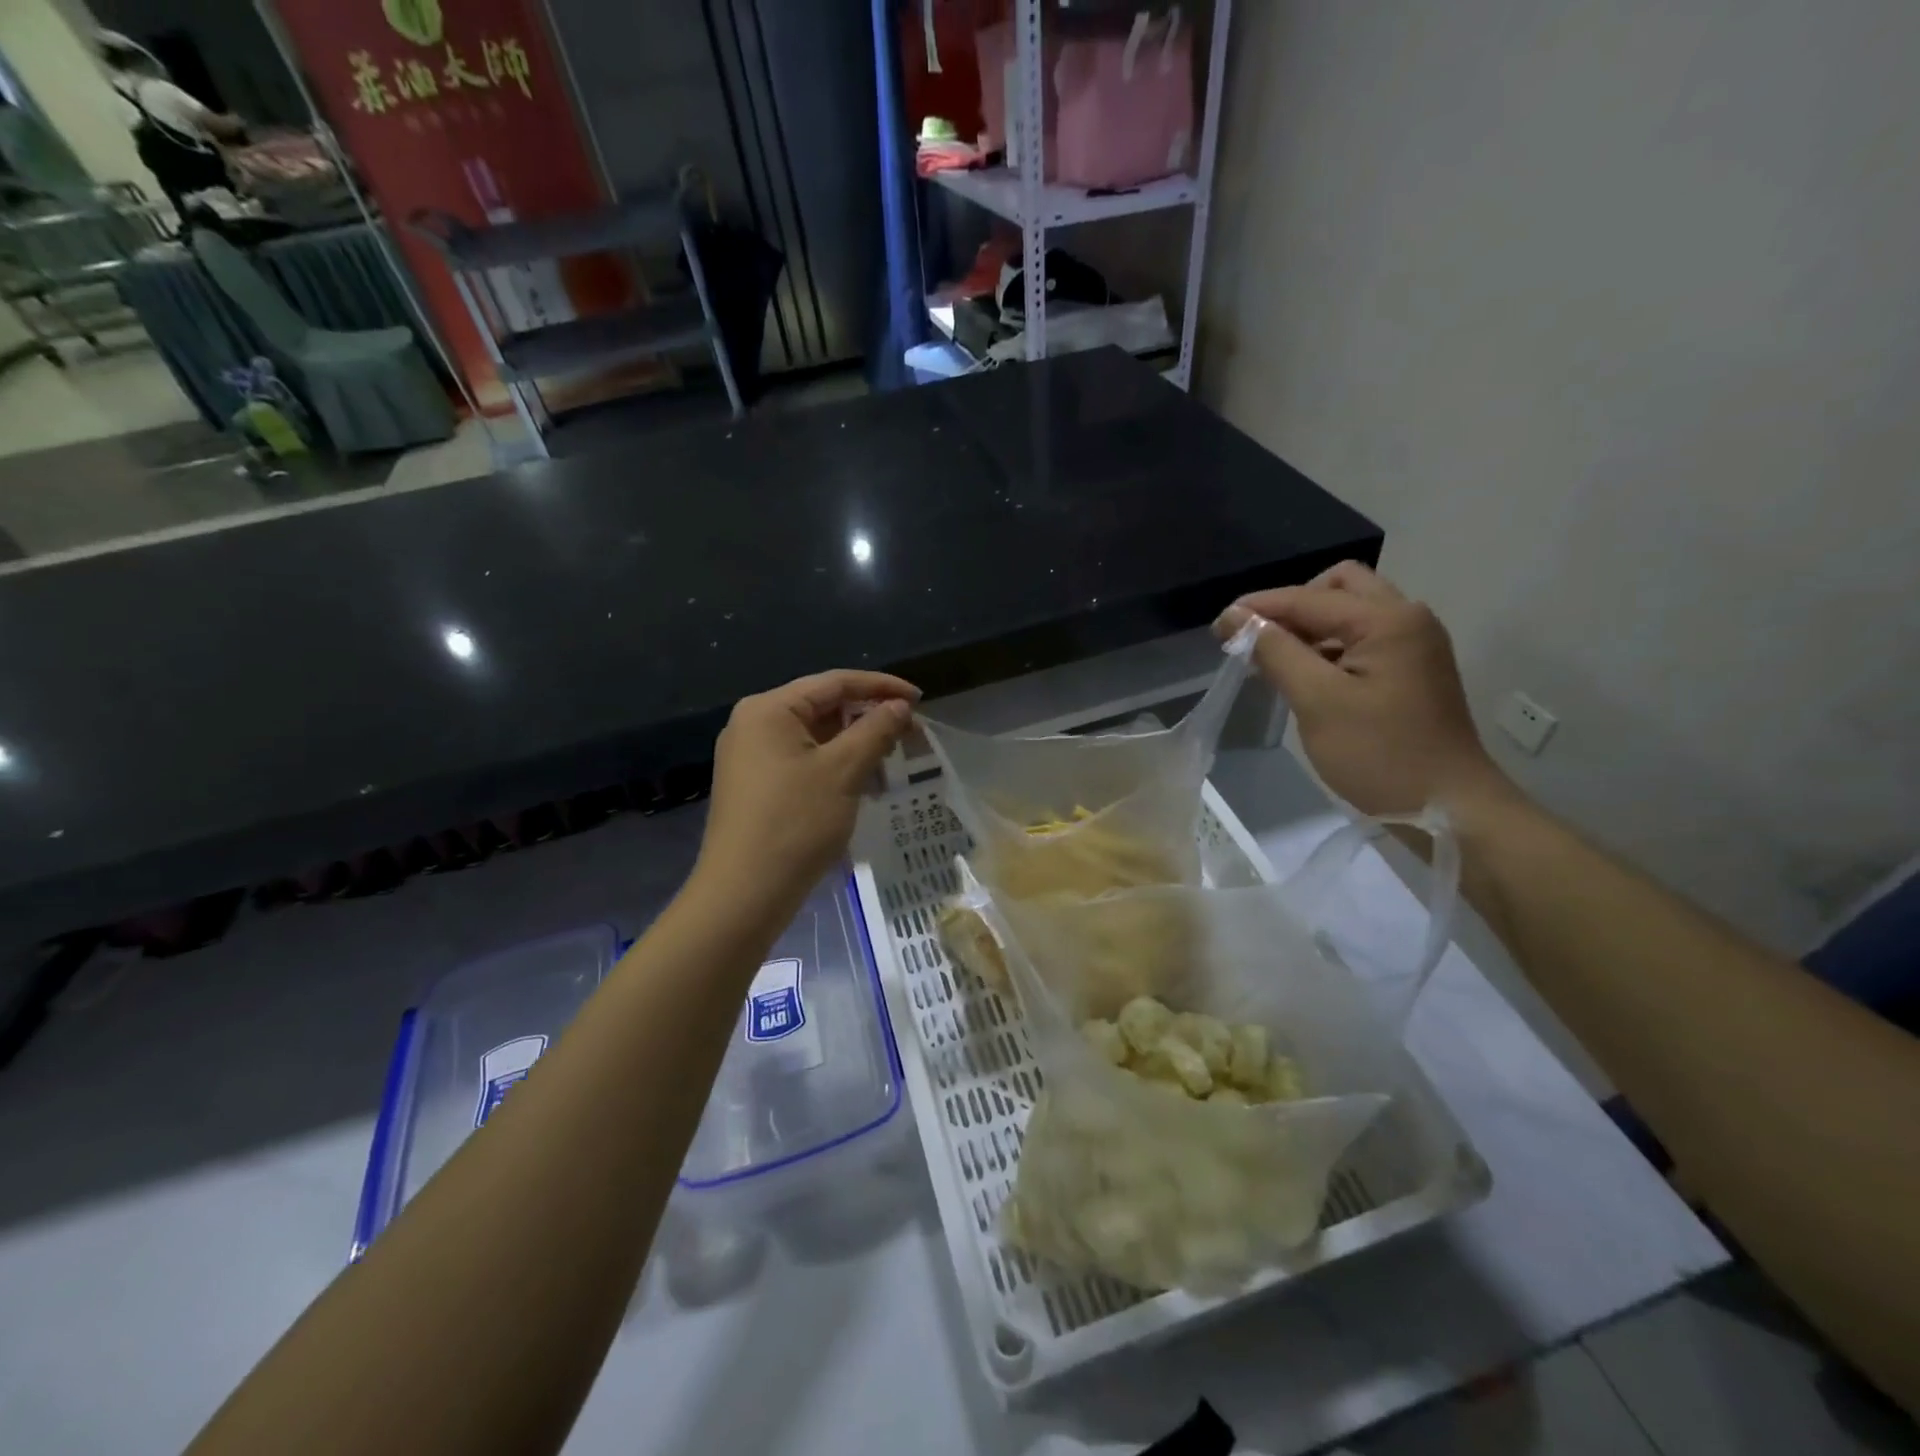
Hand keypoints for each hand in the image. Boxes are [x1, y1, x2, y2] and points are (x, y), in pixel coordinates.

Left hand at [696, 670, 919, 915]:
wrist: (744, 894)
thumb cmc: (796, 823)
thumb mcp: (844, 771)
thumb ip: (876, 730)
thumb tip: (900, 706)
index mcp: (769, 709)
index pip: (835, 682)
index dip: (881, 687)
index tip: (920, 699)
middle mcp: (754, 724)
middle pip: (823, 706)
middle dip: (869, 718)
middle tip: (911, 734)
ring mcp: (751, 756)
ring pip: (815, 736)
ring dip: (855, 744)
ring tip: (891, 762)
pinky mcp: (755, 785)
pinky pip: (803, 760)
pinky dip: (835, 765)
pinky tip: (862, 784)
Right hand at [1215, 562, 1515, 818]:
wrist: (1449, 807)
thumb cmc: (1379, 754)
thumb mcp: (1317, 701)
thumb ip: (1275, 651)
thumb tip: (1235, 616)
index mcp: (1387, 620)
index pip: (1308, 598)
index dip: (1258, 608)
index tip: (1217, 627)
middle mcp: (1406, 618)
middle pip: (1338, 587)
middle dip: (1292, 606)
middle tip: (1258, 639)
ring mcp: (1413, 643)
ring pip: (1350, 612)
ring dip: (1308, 627)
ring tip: (1271, 660)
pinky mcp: (1411, 668)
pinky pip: (1360, 638)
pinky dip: (1327, 646)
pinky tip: (1303, 675)